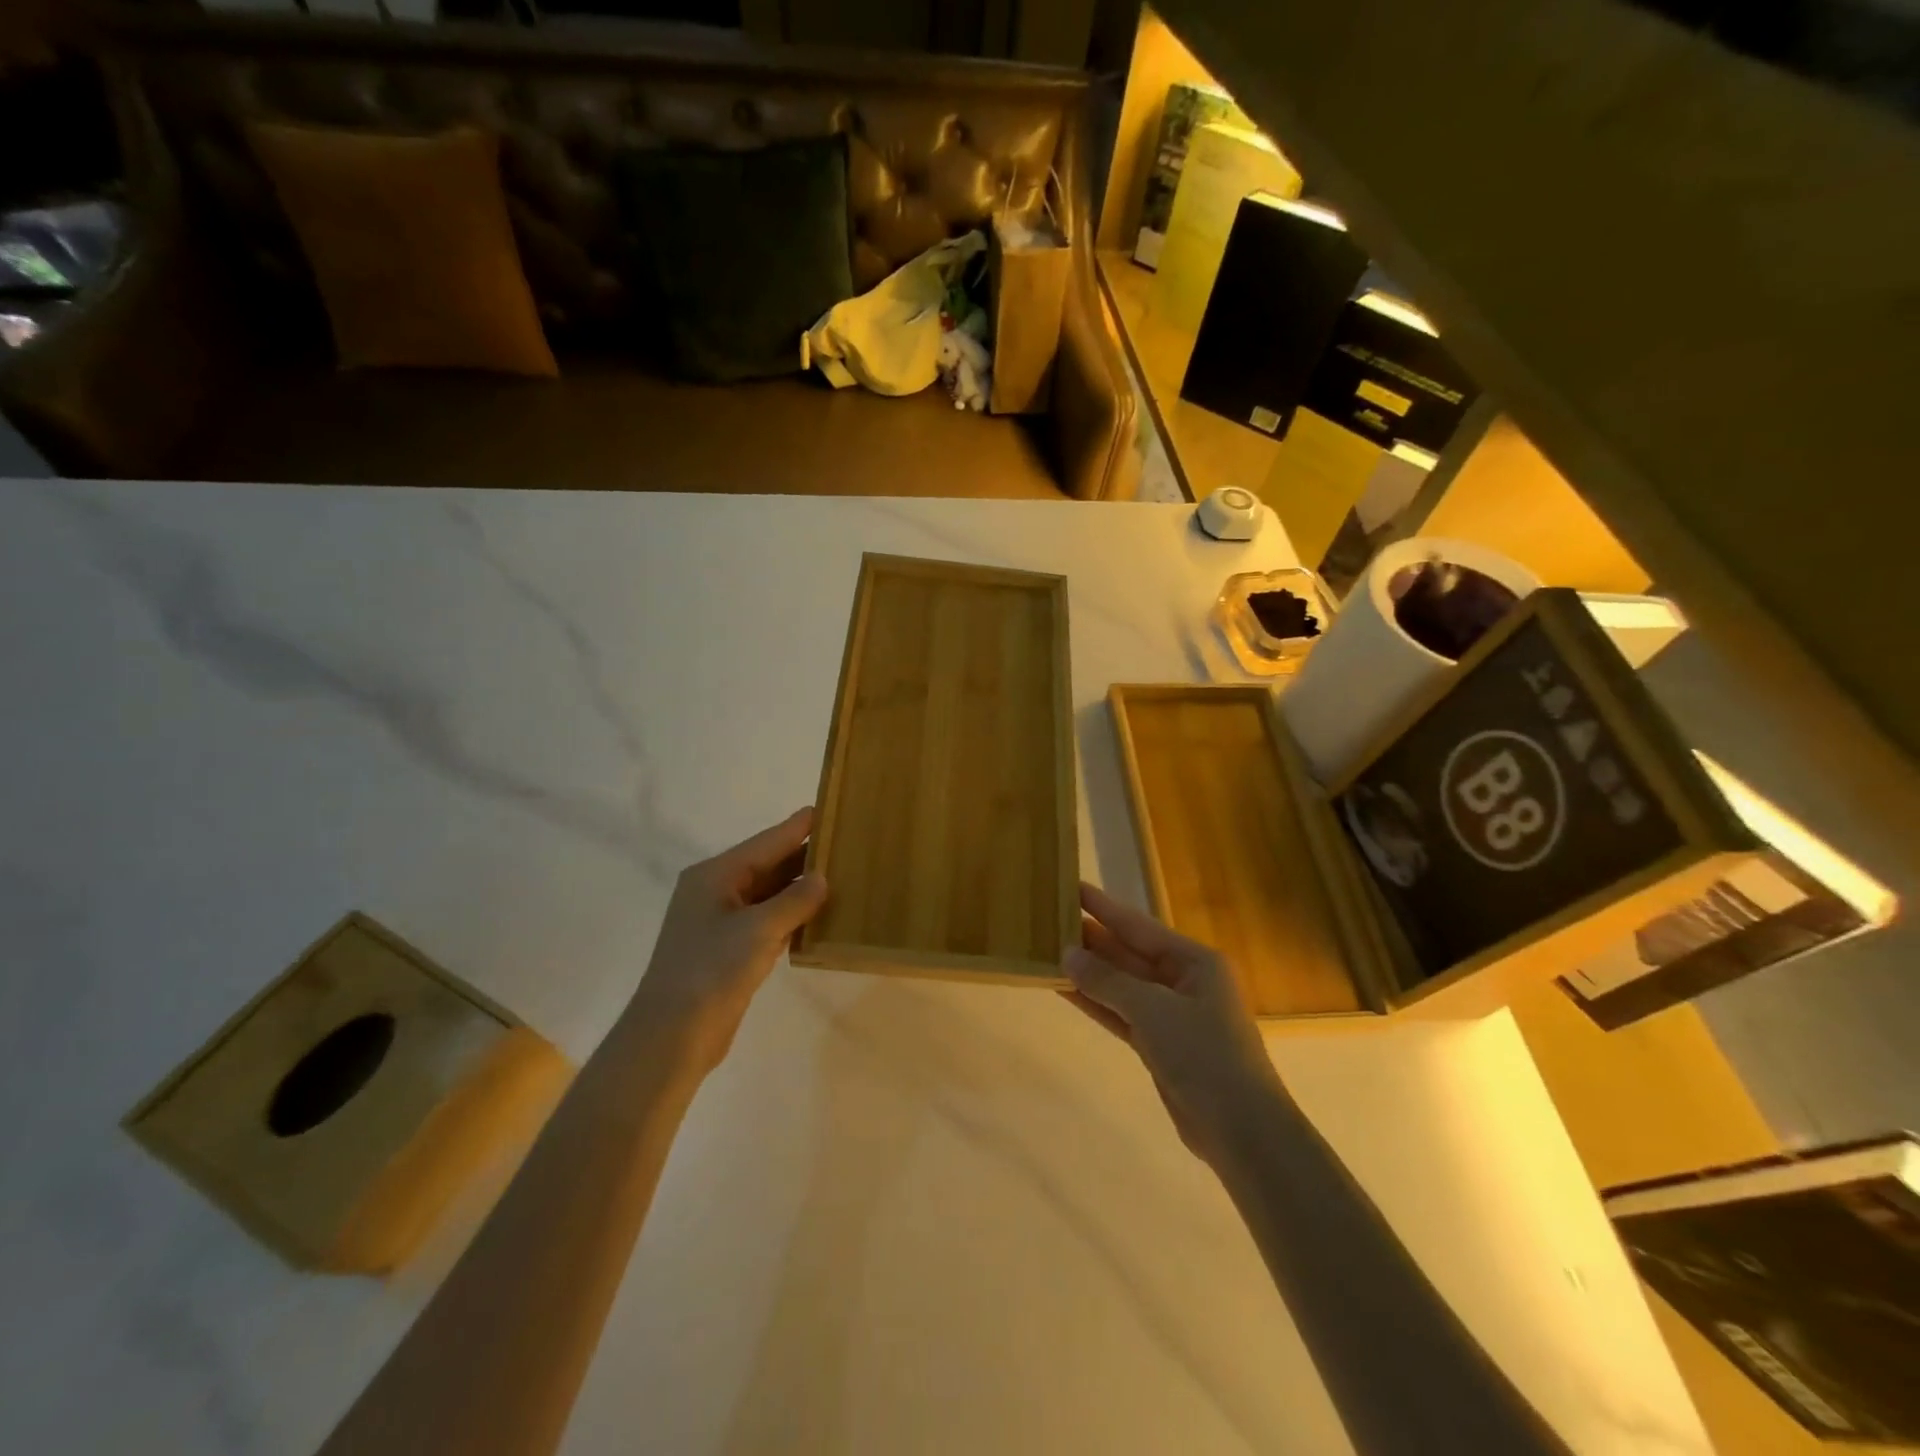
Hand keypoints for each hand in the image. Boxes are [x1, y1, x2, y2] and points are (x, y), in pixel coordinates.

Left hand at [625, 808, 828, 1073]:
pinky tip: (820, 915)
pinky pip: (768, 921)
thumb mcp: (758, 930)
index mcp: (715, 875)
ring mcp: (722, 923)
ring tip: (841, 874)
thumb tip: (821, 878)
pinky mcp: (730, 951)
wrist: (671, 1036)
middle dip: (804, 856)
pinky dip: (792, 916)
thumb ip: (794, 900)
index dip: (798, 826)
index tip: (828, 808)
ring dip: (801, 888)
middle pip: (768, 865)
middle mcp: (716, 892)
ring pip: (769, 895)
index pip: (766, 842)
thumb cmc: (710, 971)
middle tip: (845, 843)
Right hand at [1062, 882, 1285, 1164]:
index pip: (1140, 926)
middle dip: (1092, 940)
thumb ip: (1107, 981)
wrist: (1241, 1131)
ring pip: (1122, 985)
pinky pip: (1122, 1014)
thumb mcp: (1153, 1010)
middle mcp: (1185, 981)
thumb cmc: (1204, 1054)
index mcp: (1196, 961)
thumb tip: (1067, 954)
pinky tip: (1065, 990)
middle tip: (1050, 920)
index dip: (1104, 908)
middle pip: (1130, 953)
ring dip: (1089, 972)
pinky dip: (1096, 1002)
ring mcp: (1172, 1015)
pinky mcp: (1161, 1045)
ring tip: (1049, 951)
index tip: (1072, 887)